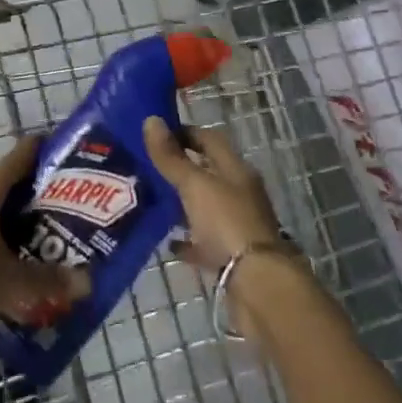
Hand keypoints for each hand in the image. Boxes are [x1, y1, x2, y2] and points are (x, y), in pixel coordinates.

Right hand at [141, 117, 280, 271]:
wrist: (256, 283)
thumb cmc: (226, 223)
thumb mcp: (194, 185)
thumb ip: (171, 157)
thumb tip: (151, 119)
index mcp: (236, 170)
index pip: (209, 139)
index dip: (184, 132)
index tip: (156, 133)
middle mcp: (239, 193)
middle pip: (208, 173)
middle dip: (180, 168)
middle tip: (145, 167)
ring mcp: (236, 225)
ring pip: (205, 206)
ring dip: (182, 203)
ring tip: (151, 200)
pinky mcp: (230, 255)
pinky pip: (204, 242)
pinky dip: (187, 240)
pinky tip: (167, 242)